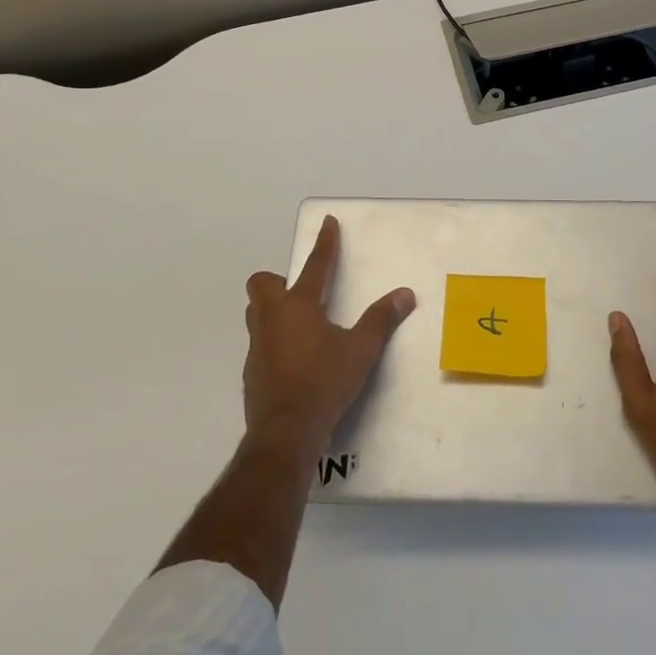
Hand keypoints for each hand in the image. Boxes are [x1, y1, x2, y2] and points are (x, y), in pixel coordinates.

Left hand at [242, 216, 415, 458]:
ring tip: (299, 325)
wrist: (286, 431)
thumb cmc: (324, 382)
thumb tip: (404, 295)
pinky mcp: (251, 372)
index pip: (315, 265)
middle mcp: (272, 318)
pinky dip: (273, 342)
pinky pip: (259, 344)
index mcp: (299, 305)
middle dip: (278, 280)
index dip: (324, 243)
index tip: (328, 223)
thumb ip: (381, 320)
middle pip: (263, 283)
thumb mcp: (361, 350)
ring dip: (272, 310)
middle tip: (302, 293)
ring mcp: (257, 345)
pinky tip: (293, 361)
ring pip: (256, 313)